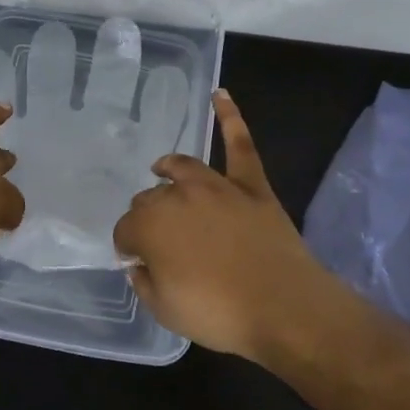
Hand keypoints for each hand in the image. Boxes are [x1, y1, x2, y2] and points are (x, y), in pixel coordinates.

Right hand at [112, 90, 333, 360]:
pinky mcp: (250, 184)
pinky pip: (239, 145)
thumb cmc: (218, 313)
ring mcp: (216, 186)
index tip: (135, 261)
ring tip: (161, 169)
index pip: (125, 230)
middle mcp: (177, 196)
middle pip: (150, 199)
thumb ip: (144, 282)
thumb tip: (138, 263)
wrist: (283, 307)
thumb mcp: (165, 310)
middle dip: (147, 216)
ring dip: (168, 169)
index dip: (128, 246)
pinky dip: (230, 118)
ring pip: (182, 168)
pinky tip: (220, 96)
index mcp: (150, 226)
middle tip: (158, 240)